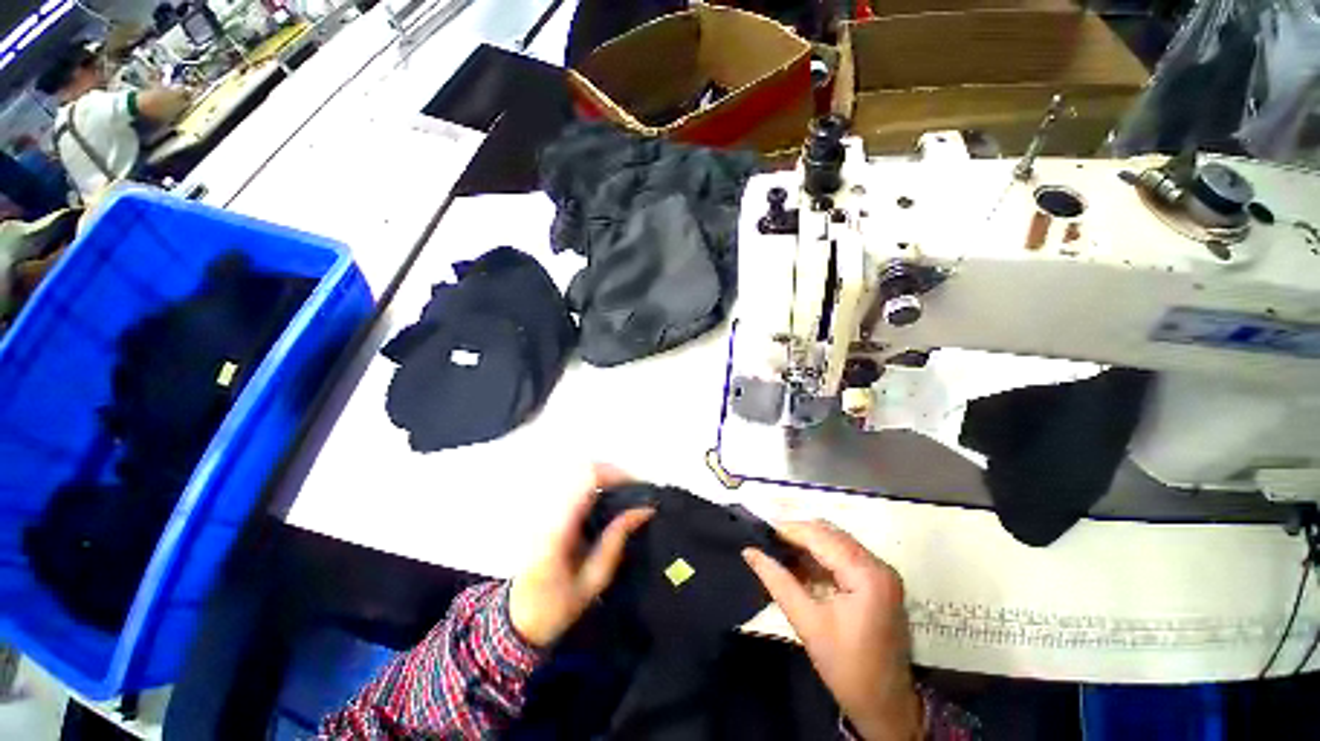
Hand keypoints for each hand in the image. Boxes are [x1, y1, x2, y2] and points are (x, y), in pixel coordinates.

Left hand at [509, 464, 653, 647]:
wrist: (518, 618)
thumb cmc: (556, 605)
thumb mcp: (593, 580)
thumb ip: (616, 540)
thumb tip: (643, 510)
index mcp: (559, 526)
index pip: (587, 478)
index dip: (616, 475)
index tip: (639, 488)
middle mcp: (550, 509)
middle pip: (584, 469)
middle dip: (615, 474)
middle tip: (637, 492)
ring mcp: (546, 508)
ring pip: (580, 474)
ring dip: (607, 478)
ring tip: (627, 496)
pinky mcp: (548, 511)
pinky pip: (576, 486)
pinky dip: (597, 486)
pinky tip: (609, 502)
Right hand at [743, 521, 921, 740]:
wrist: (885, 707)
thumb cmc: (847, 668)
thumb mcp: (807, 623)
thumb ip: (777, 581)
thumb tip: (749, 551)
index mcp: (867, 574)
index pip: (822, 537)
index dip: (789, 530)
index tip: (760, 530)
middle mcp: (878, 565)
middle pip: (831, 534)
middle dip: (797, 534)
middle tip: (766, 540)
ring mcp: (881, 573)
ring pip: (836, 542)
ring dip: (807, 544)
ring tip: (777, 550)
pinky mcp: (878, 582)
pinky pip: (843, 556)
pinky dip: (819, 557)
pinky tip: (798, 564)